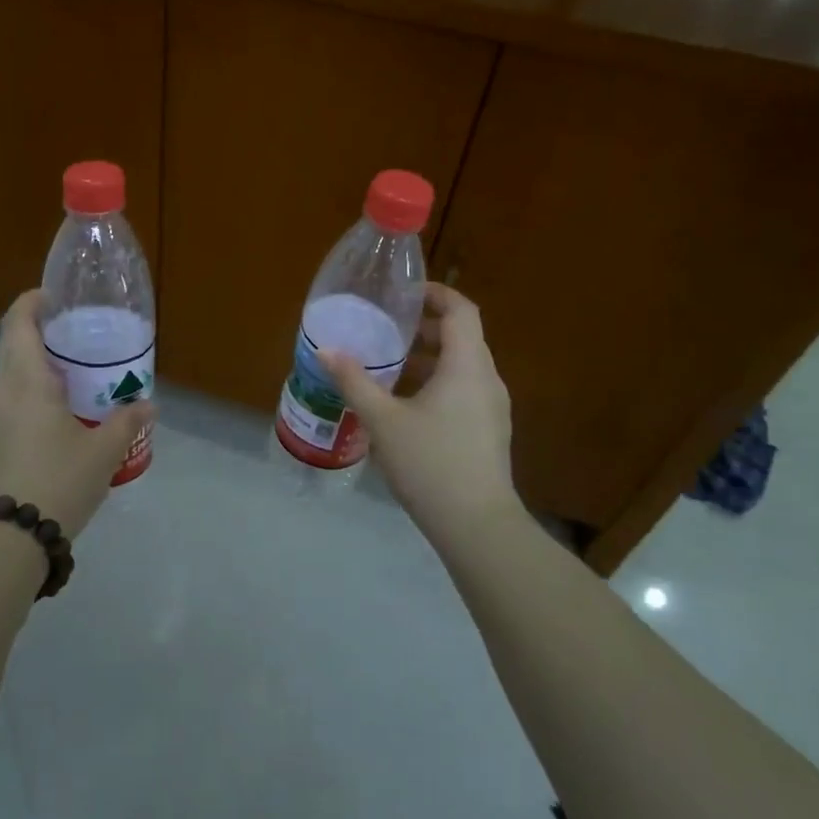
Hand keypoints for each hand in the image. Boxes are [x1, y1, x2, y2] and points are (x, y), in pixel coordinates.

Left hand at [0, 290, 154, 538]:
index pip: (19, 321)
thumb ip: (127, 422)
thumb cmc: (57, 481)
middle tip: (76, 339)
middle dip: (39, 333)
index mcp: (25, 379)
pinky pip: (3, 400)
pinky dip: (24, 392)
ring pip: (5, 374)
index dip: (34, 301)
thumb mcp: (103, 452)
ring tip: (69, 378)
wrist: (6, 539)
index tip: (57, 298)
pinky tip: (51, 416)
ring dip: (31, 365)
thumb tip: (148, 404)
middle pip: (11, 343)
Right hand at [318, 283, 521, 541]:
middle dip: (426, 326)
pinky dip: (438, 381)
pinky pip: (465, 390)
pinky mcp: (489, 431)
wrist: (476, 525)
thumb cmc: (430, 462)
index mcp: (467, 366)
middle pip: (463, 336)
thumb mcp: (383, 420)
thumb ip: (354, 381)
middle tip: (388, 327)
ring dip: (430, 357)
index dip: (436, 294)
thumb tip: (325, 351)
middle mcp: (487, 379)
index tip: (405, 293)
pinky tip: (407, 404)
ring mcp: (493, 408)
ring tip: (391, 365)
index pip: (461, 311)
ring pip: (463, 366)